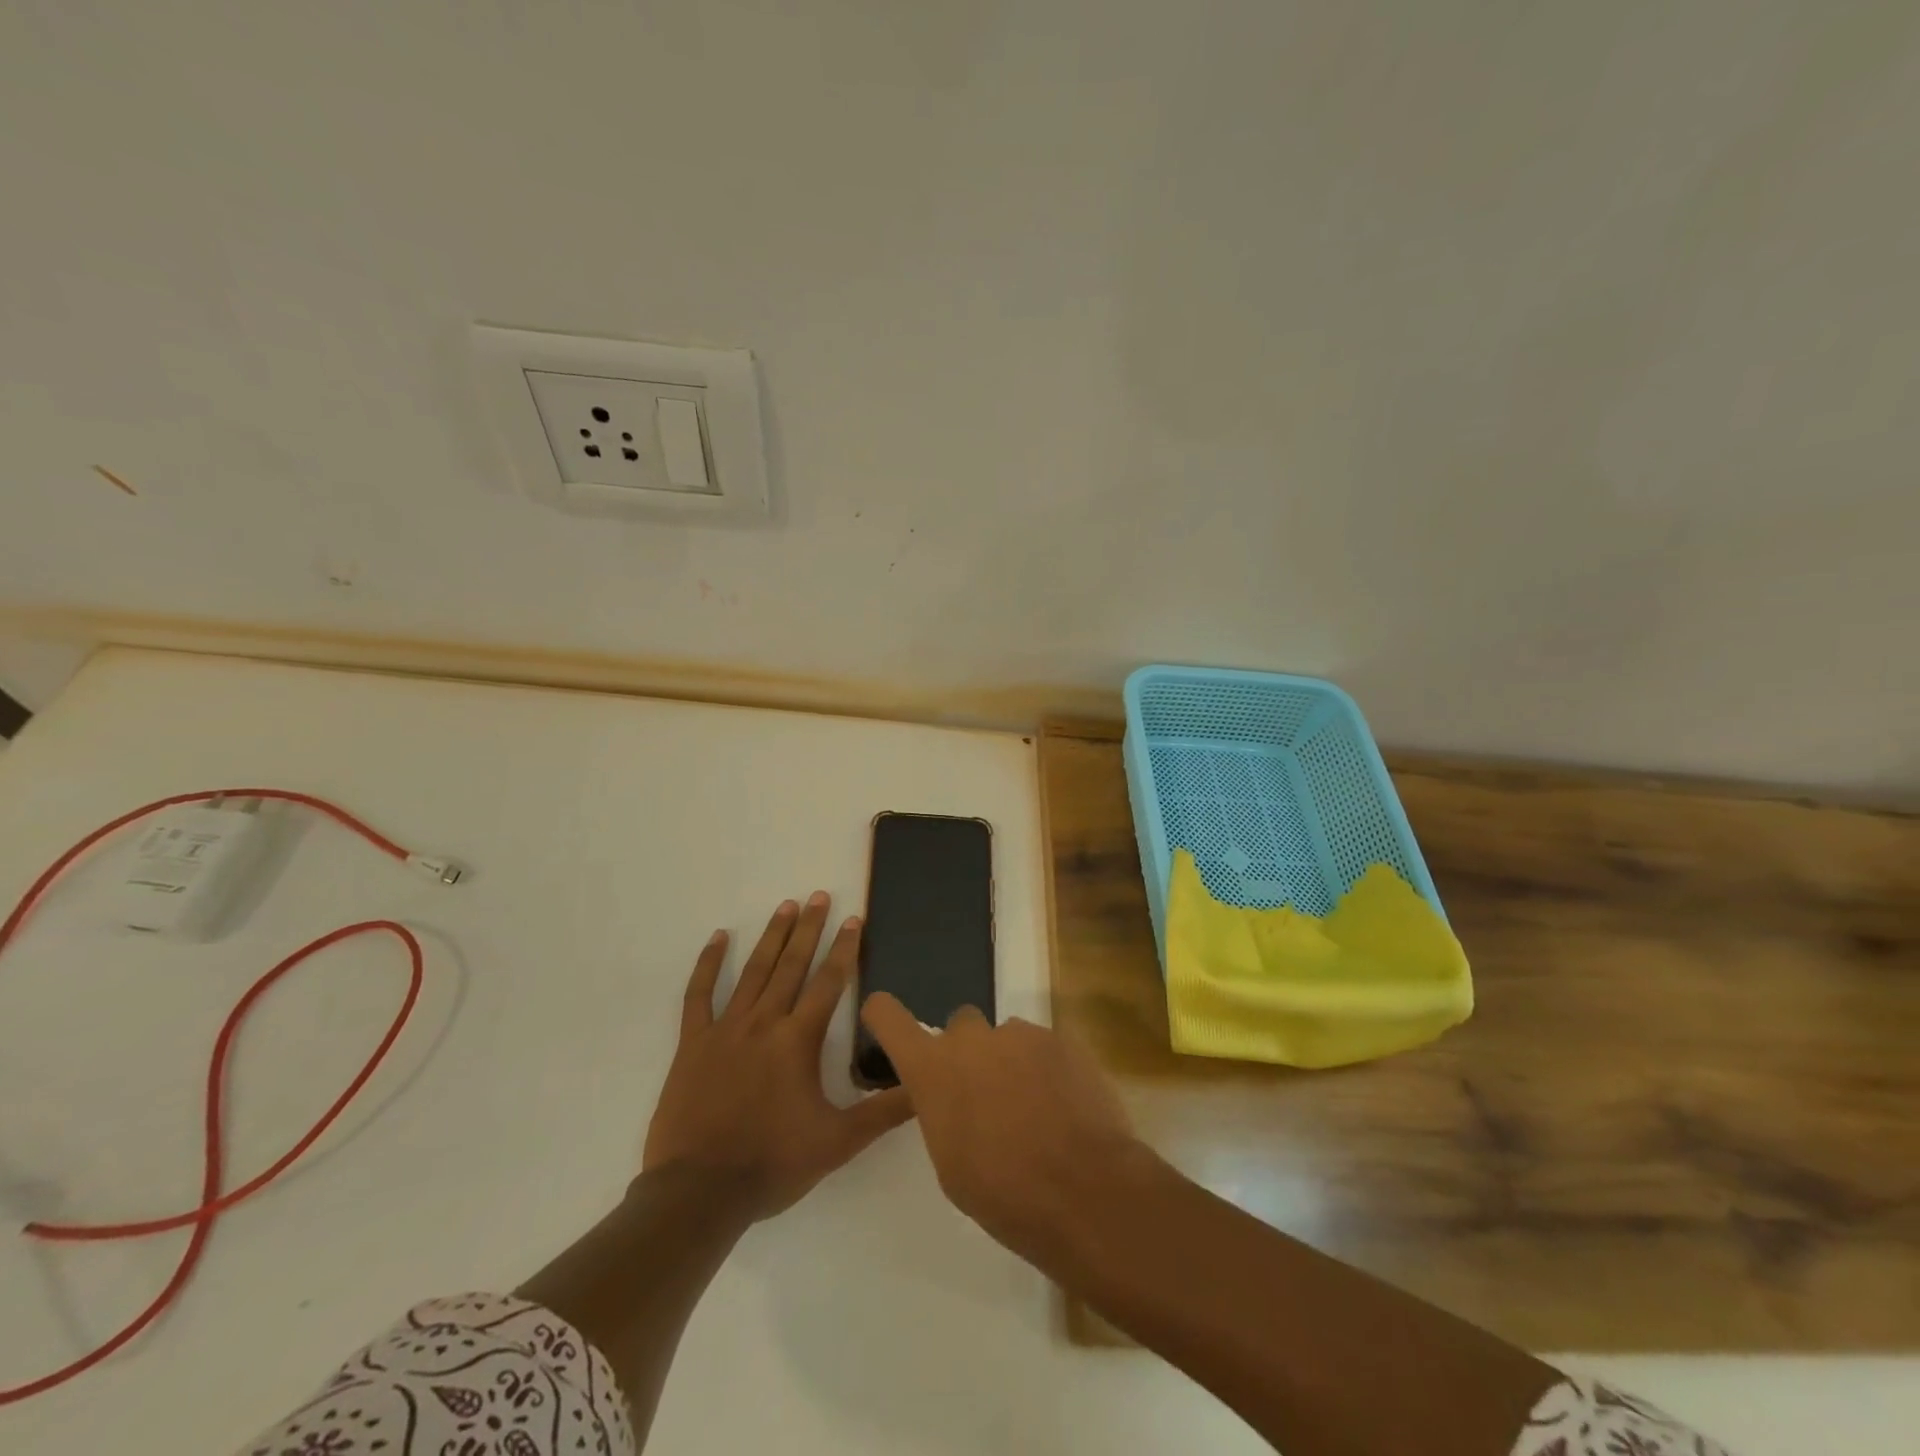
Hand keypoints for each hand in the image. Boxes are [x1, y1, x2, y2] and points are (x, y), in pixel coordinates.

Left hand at [644, 895, 912, 1221]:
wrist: (699, 1193)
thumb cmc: (772, 1163)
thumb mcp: (839, 1142)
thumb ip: (885, 1111)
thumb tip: (927, 1087)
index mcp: (799, 1040)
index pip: (829, 982)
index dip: (845, 949)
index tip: (854, 919)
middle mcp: (765, 1022)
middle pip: (792, 965)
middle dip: (809, 928)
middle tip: (818, 895)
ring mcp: (726, 1029)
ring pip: (754, 971)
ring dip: (772, 937)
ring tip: (786, 906)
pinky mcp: (693, 1043)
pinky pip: (699, 994)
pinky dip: (709, 964)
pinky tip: (719, 938)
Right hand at [858, 994, 1144, 1258]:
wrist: (1083, 1188)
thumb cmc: (1003, 1192)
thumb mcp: (951, 1163)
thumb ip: (944, 1112)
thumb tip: (956, 1098)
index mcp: (933, 1069)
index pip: (890, 1018)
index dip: (884, 1014)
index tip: (883, 1016)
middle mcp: (971, 1038)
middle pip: (960, 1026)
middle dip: (969, 1052)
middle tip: (987, 1095)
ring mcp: (1019, 1033)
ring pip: (1007, 1038)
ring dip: (1012, 1063)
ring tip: (1036, 1110)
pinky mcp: (1060, 1039)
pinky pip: (1043, 1047)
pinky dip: (1047, 1070)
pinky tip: (1064, 1108)